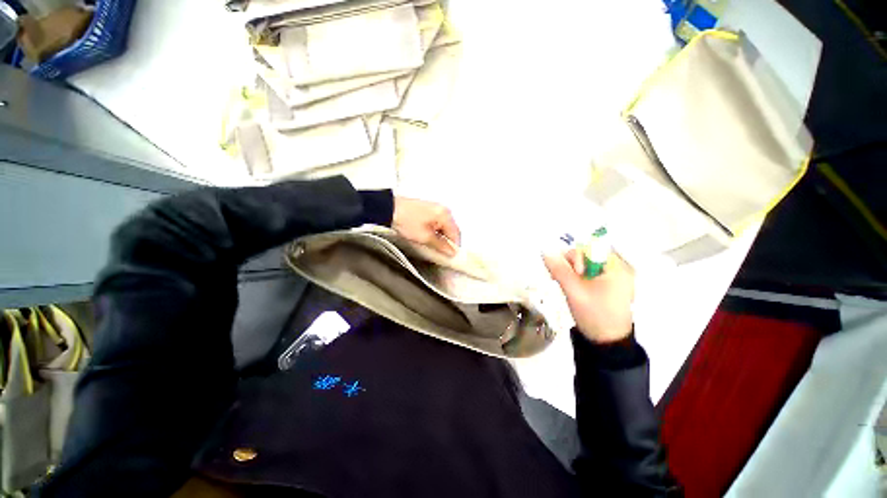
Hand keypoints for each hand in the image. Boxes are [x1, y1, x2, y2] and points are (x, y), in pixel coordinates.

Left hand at [393, 197, 460, 255]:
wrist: (387, 210)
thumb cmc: (406, 221)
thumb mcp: (425, 237)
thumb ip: (440, 245)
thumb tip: (451, 252)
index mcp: (445, 214)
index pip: (456, 233)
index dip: (454, 247)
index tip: (451, 257)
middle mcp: (443, 210)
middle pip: (450, 230)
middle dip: (446, 242)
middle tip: (440, 254)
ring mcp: (435, 209)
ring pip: (443, 228)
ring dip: (439, 238)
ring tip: (431, 247)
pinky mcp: (427, 211)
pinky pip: (436, 224)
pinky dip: (434, 233)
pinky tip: (427, 239)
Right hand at [543, 250, 634, 343]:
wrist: (607, 344)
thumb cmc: (594, 315)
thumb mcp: (573, 290)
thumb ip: (559, 269)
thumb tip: (545, 250)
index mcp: (616, 267)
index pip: (590, 248)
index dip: (575, 257)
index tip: (570, 274)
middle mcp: (617, 269)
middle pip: (587, 256)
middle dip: (571, 266)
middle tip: (563, 281)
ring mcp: (613, 278)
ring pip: (585, 265)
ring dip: (571, 273)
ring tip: (566, 286)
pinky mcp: (608, 287)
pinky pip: (588, 274)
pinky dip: (577, 279)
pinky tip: (572, 289)